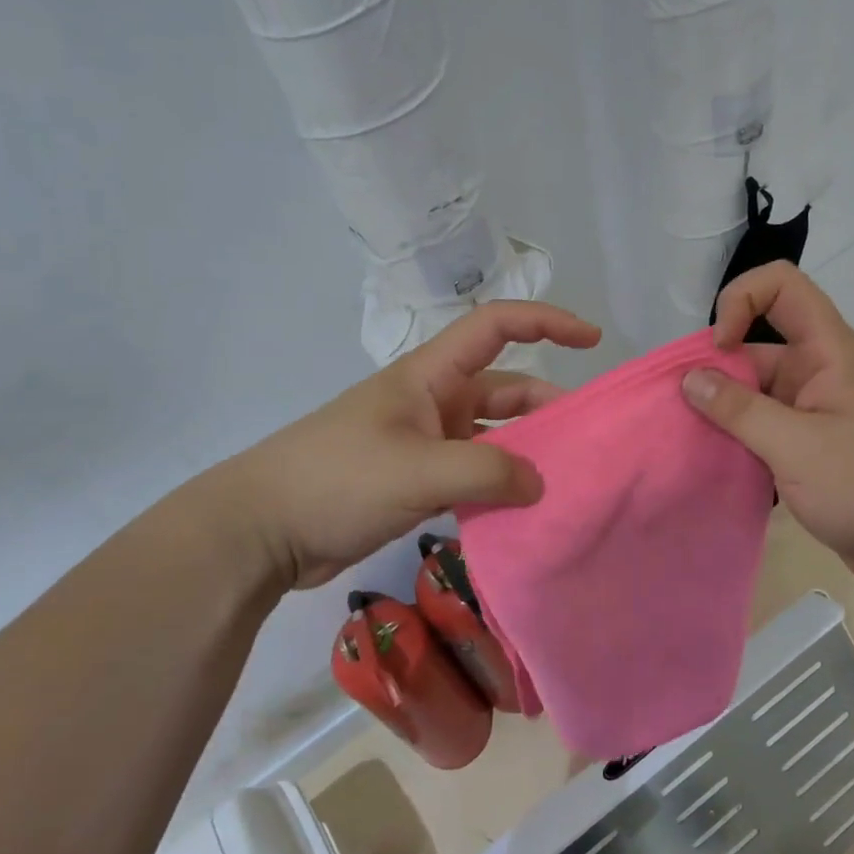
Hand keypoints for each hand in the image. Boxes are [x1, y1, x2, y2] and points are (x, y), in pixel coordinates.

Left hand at [218, 302, 600, 589]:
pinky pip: (473, 475)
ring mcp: (424, 443)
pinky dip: (499, 489)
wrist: (262, 530)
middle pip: (504, 390)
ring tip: (565, 484)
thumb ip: (487, 470)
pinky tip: (523, 515)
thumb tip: (540, 484)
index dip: (546, 322)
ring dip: (525, 455)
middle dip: (547, 408)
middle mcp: (433, 401)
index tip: (591, 339)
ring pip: (492, 438)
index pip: (496, 326)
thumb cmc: (337, 479)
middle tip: (588, 443)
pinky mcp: (416, 481)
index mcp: (431, 375)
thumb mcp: (417, 470)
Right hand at [681, 263, 853, 595]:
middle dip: (715, 371)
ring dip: (722, 411)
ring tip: (688, 441)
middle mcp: (820, 372)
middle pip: (756, 346)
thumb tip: (690, 378)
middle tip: (681, 412)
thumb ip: (740, 410)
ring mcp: (815, 411)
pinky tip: (712, 462)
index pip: (782, 287)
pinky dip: (737, 438)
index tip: (719, 351)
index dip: (741, 300)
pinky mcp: (810, 447)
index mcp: (828, 352)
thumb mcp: (798, 447)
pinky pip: (762, 428)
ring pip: (754, 392)